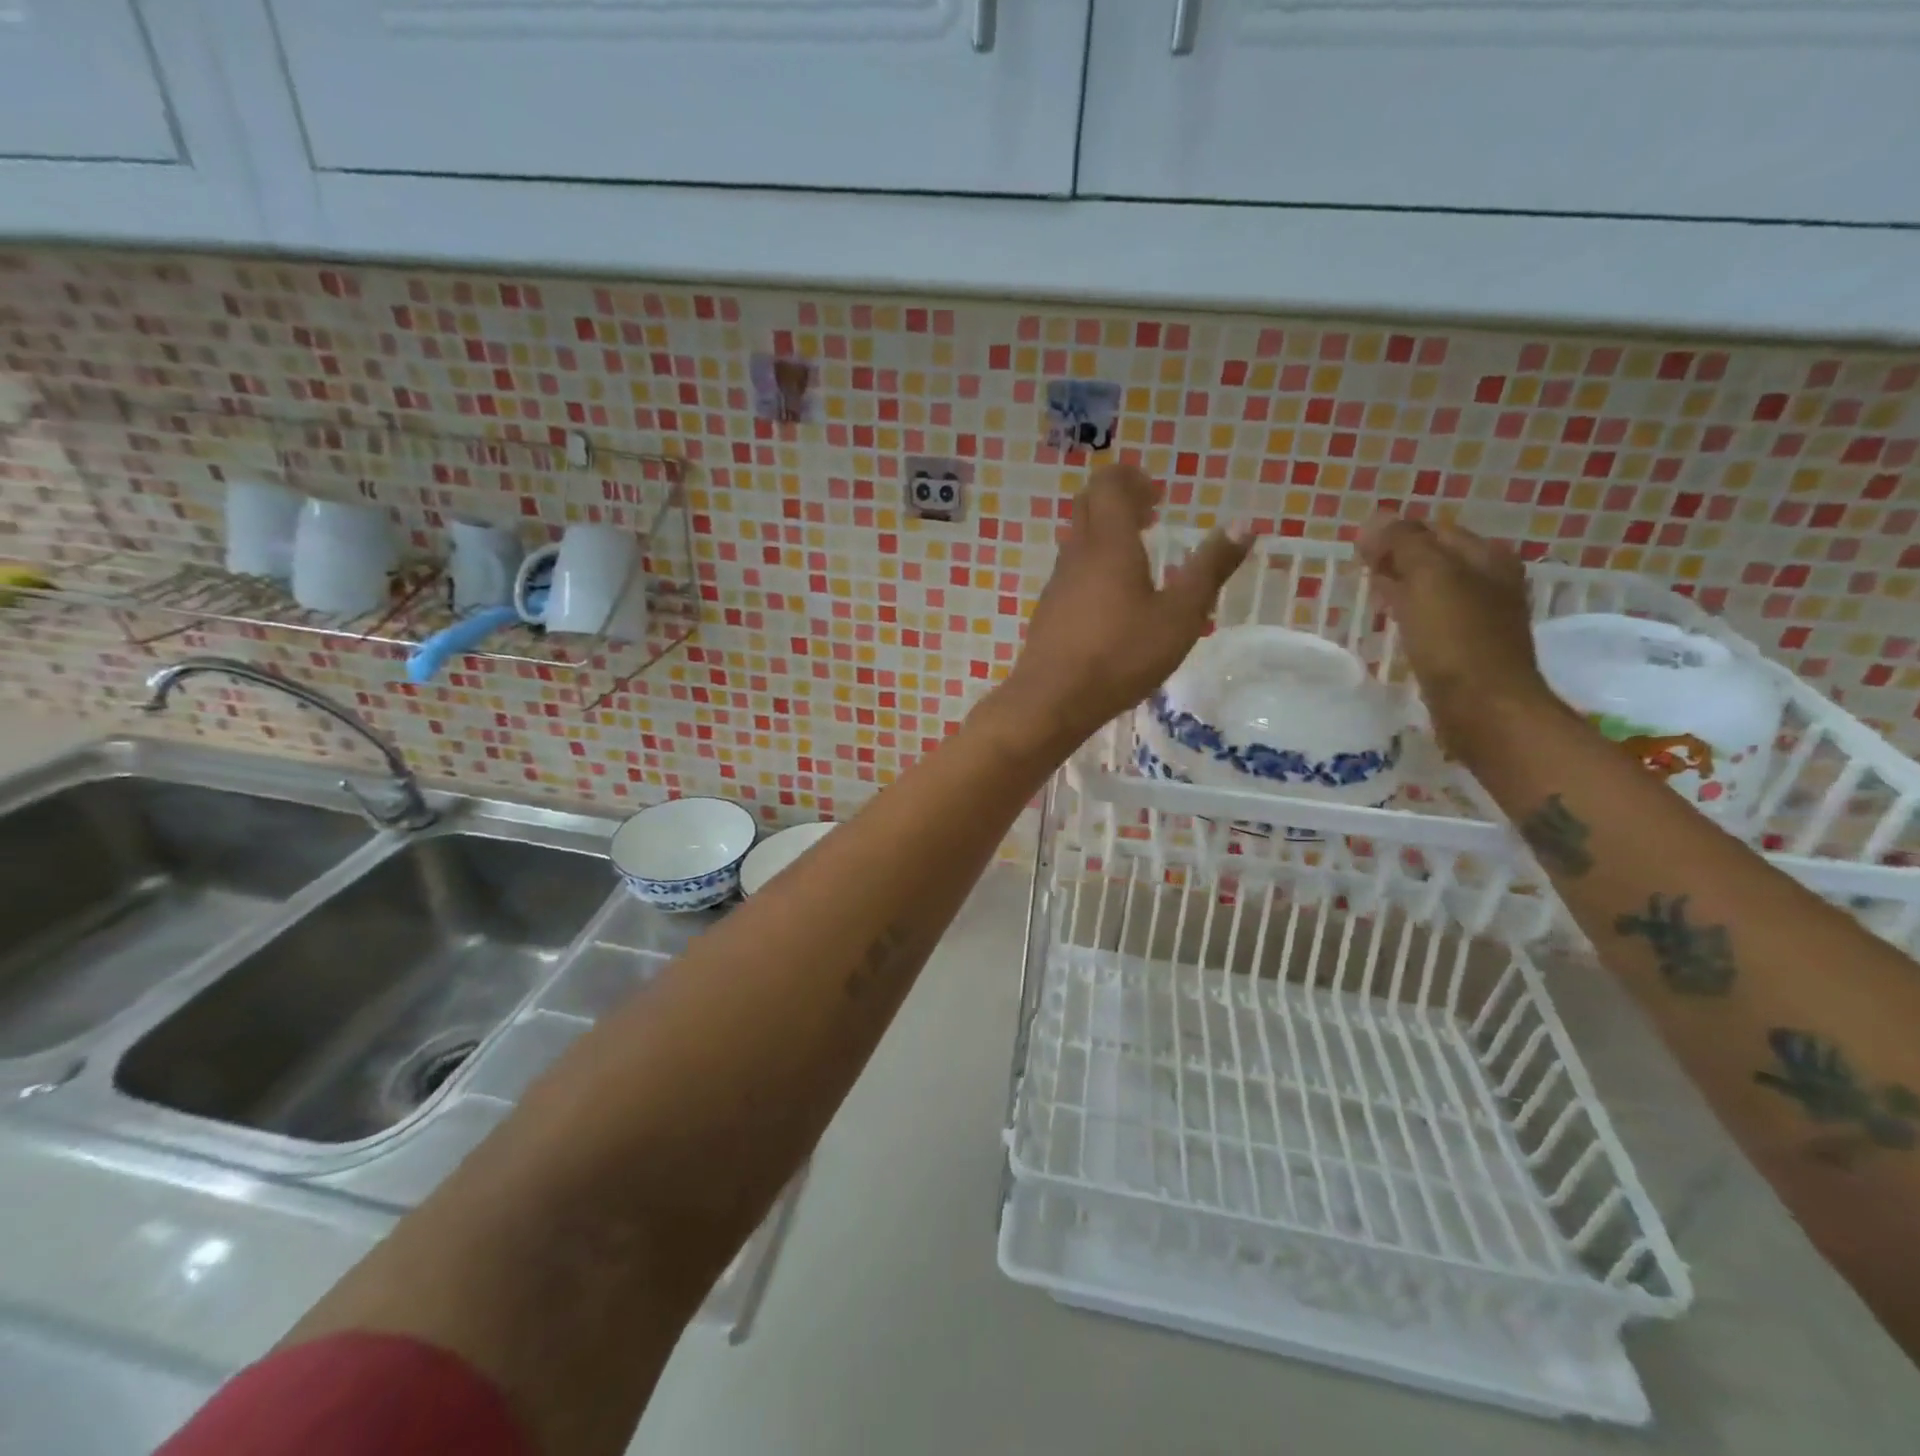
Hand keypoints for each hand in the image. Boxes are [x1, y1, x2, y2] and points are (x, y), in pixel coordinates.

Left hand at [997, 464, 1251, 747]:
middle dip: (1119, 502)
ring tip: (1139, 563)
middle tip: (1151, 519)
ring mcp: (1057, 584)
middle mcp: (1076, 554)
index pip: (1108, 483)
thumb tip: (1244, 524)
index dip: (1132, 479)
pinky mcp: (1048, 612)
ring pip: (1078, 541)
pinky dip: (1094, 569)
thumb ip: (1209, 568)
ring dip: (1106, 538)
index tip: (1158, 498)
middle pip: (1088, 506)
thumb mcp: (1179, 616)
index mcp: (1108, 543)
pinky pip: (1071, 573)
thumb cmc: (1121, 655)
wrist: (1052, 700)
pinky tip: (1113, 605)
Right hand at [1356, 513, 1560, 755]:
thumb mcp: (1428, 578)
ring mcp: (1479, 617)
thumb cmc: (1456, 639)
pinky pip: (1431, 618)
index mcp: (1486, 557)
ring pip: (1431, 589)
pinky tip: (1391, 623)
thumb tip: (1374, 520)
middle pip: (1435, 558)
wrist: (1483, 708)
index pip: (1433, 529)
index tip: (1359, 549)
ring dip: (1401, 586)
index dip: (1395, 533)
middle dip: (1398, 558)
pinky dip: (1408, 613)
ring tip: (1368, 592)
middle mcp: (1489, 581)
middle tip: (1359, 567)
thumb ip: (1402, 543)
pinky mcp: (1464, 649)